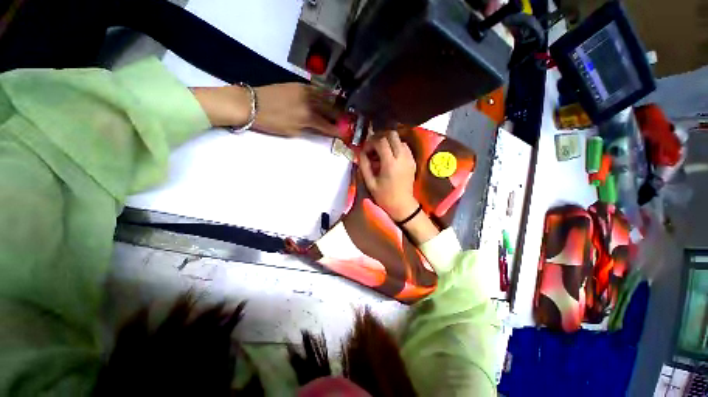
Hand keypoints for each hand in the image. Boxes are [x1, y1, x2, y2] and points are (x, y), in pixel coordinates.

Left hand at [254, 83, 340, 137]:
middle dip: (339, 116)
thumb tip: (318, 128)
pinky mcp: (299, 84)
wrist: (251, 103)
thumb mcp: (292, 132)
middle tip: (345, 121)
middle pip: (330, 110)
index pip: (327, 126)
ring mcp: (305, 91)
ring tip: (340, 109)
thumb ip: (308, 129)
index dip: (337, 130)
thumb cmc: (271, 122)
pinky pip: (316, 89)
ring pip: (325, 97)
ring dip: (334, 104)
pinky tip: (327, 97)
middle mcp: (310, 103)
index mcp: (308, 117)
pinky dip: (324, 94)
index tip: (344, 133)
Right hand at [359, 130, 418, 220]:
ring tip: (381, 152)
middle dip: (380, 137)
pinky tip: (390, 156)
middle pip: (392, 134)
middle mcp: (402, 157)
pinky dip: (396, 147)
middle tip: (373, 147)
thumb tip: (360, 152)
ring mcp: (409, 158)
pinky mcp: (413, 161)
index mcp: (390, 163)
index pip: (381, 141)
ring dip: (389, 142)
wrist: (402, 205)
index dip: (371, 142)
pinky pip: (404, 147)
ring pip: (399, 139)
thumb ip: (364, 165)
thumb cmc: (384, 196)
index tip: (366, 150)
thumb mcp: (370, 182)